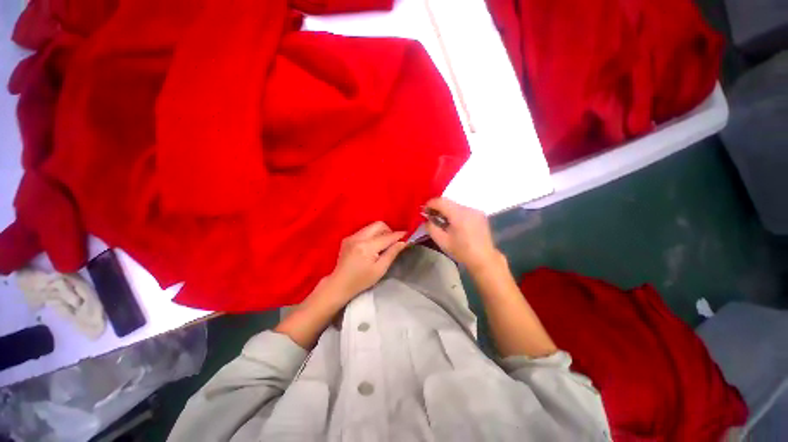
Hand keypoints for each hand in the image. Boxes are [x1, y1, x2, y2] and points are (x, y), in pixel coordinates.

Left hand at [326, 221, 407, 299]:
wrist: (339, 285)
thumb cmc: (361, 281)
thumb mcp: (380, 269)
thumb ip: (392, 253)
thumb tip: (403, 242)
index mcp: (366, 247)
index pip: (387, 236)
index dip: (398, 235)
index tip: (407, 235)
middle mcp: (358, 237)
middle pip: (378, 225)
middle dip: (389, 231)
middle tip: (393, 242)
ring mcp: (351, 236)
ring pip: (371, 227)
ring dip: (380, 233)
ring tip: (383, 245)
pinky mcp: (348, 238)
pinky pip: (364, 231)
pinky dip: (372, 235)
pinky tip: (372, 247)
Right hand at [425, 198, 500, 270]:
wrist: (484, 258)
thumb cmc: (461, 251)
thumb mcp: (442, 241)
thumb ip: (431, 227)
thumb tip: (426, 219)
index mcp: (459, 215)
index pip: (441, 201)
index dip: (430, 204)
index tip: (424, 211)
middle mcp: (468, 208)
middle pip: (448, 202)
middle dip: (438, 207)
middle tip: (431, 216)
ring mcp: (475, 210)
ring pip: (455, 205)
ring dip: (446, 210)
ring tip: (442, 221)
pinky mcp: (479, 214)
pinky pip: (463, 209)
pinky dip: (455, 213)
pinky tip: (454, 223)